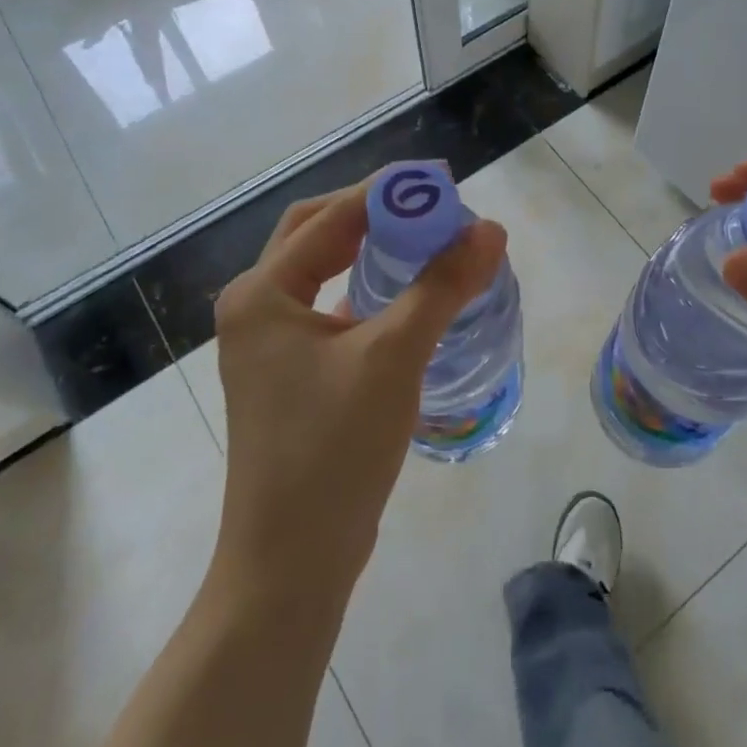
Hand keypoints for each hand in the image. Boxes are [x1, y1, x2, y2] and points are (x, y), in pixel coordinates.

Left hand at [211, 176, 506, 603]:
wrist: (291, 563)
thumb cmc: (333, 450)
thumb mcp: (393, 357)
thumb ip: (441, 286)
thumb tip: (490, 230)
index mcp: (263, 292)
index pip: (330, 216)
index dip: (387, 194)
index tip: (442, 183)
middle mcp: (257, 308)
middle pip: (318, 235)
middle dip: (374, 215)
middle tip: (431, 208)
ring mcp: (269, 345)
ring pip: (324, 273)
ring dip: (371, 251)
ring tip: (427, 241)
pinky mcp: (289, 375)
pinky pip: (330, 311)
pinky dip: (368, 293)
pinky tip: (408, 298)